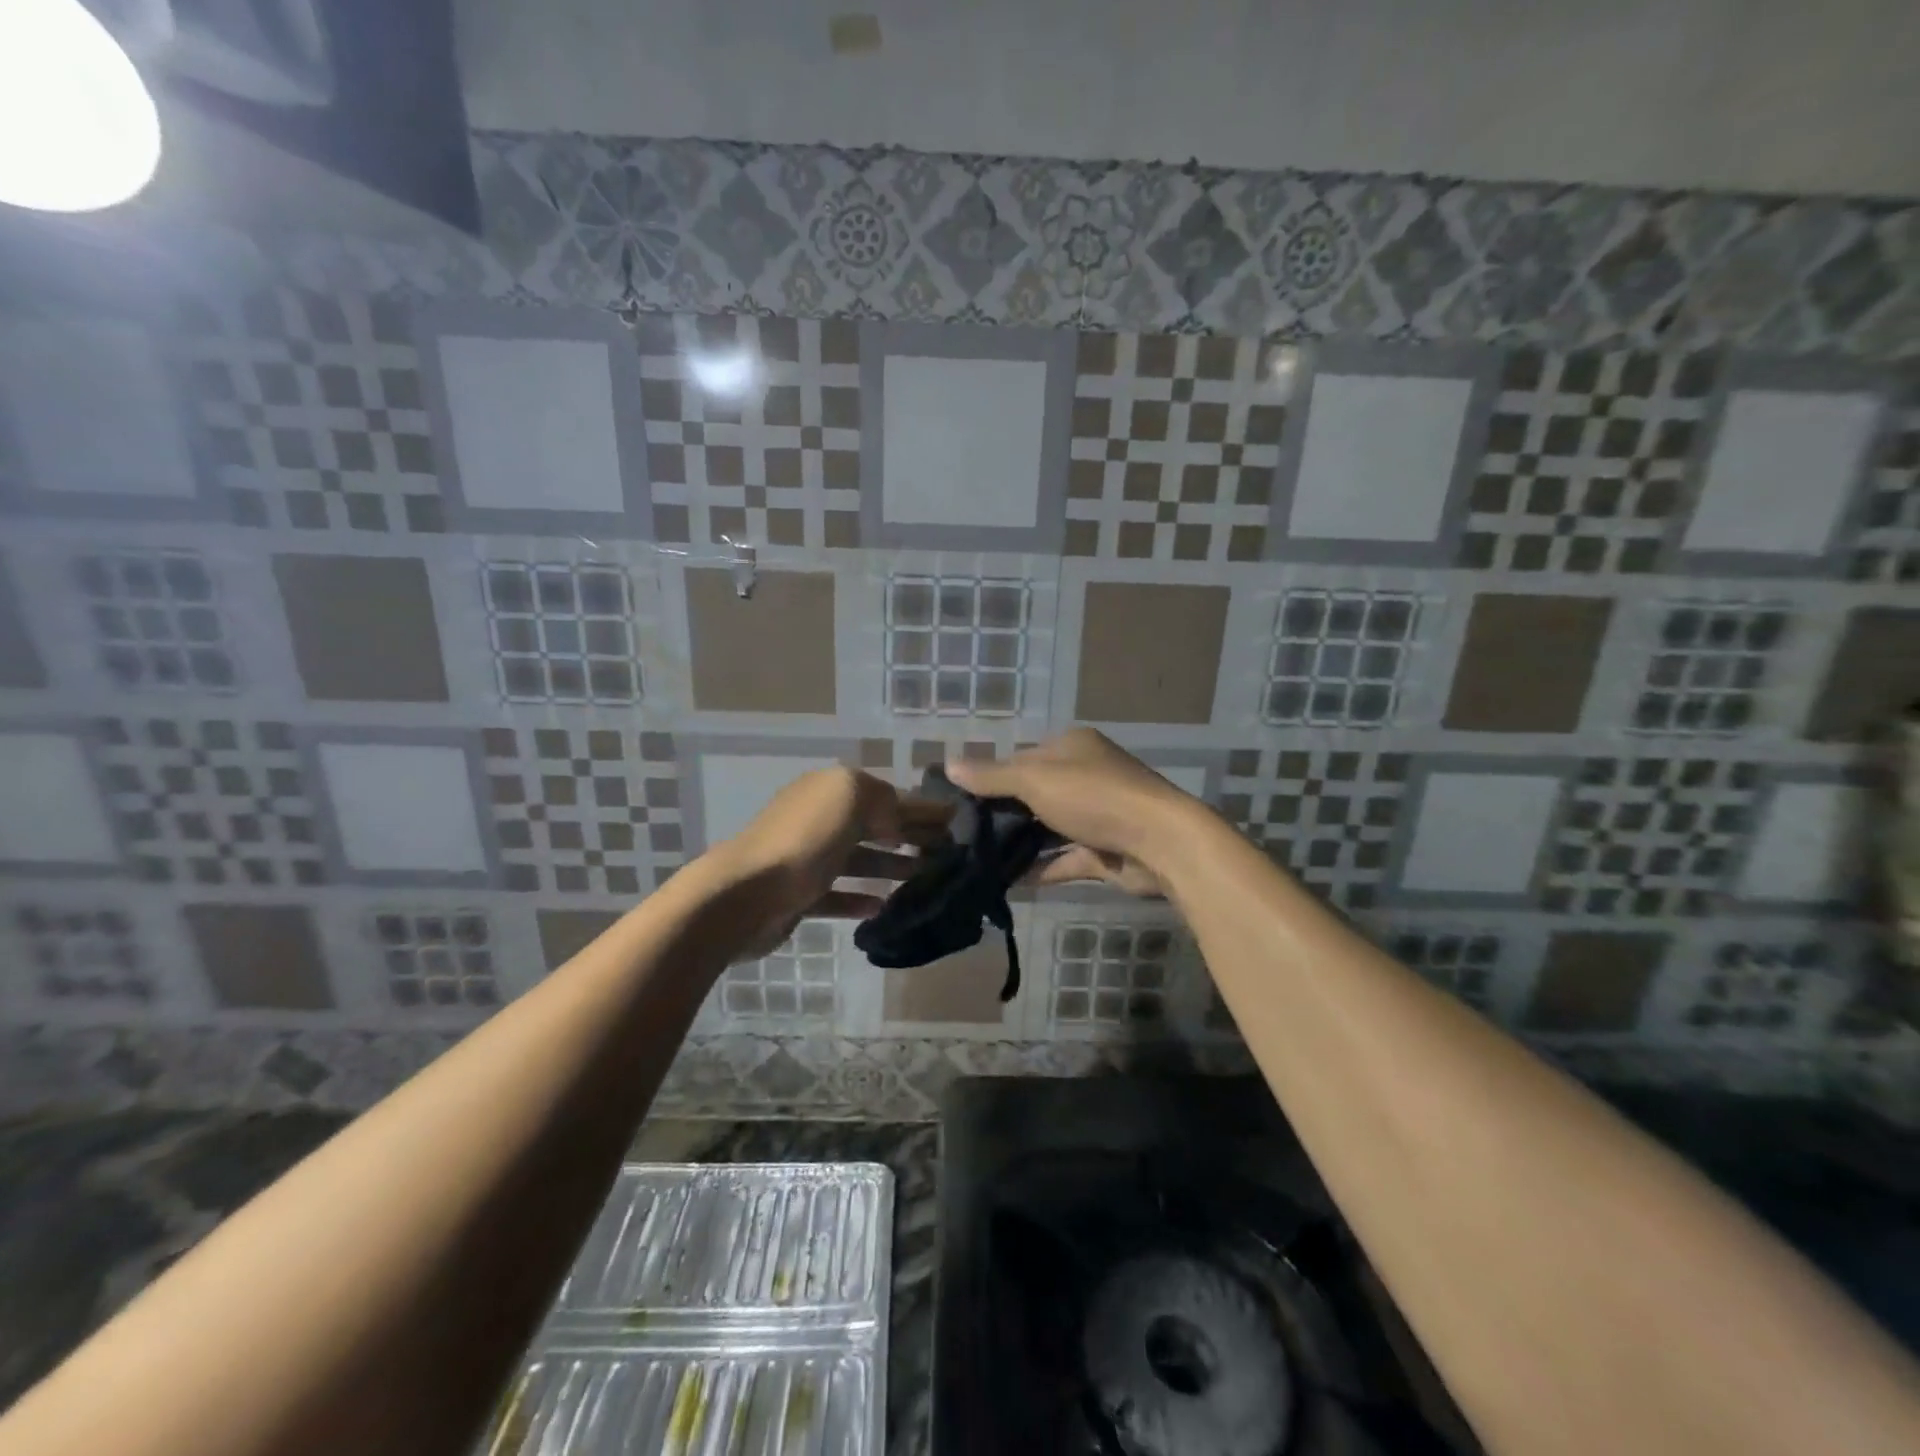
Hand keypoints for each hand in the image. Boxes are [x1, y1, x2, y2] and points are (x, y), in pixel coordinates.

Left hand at [714, 766, 941, 959]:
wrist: (745, 894)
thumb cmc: (804, 840)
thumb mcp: (851, 798)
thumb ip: (882, 800)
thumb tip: (898, 819)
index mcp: (831, 790)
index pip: (885, 795)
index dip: (919, 807)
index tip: (953, 820)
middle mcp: (819, 819)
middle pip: (874, 825)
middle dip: (909, 835)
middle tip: (947, 852)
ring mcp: (807, 858)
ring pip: (858, 859)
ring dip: (890, 865)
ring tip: (924, 877)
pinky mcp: (800, 895)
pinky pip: (838, 894)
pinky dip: (860, 898)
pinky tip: (883, 906)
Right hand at [946, 729, 1205, 896]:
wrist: (1159, 842)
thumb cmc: (1093, 797)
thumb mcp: (1035, 779)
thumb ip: (991, 776)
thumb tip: (948, 765)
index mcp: (1071, 748)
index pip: (1021, 758)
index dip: (990, 777)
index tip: (958, 800)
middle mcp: (1086, 776)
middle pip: (1034, 794)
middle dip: (1003, 813)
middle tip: (963, 834)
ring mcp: (1097, 815)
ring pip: (1048, 828)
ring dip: (1020, 842)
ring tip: (979, 858)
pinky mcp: (1104, 851)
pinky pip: (1064, 859)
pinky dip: (1040, 868)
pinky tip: (1008, 881)